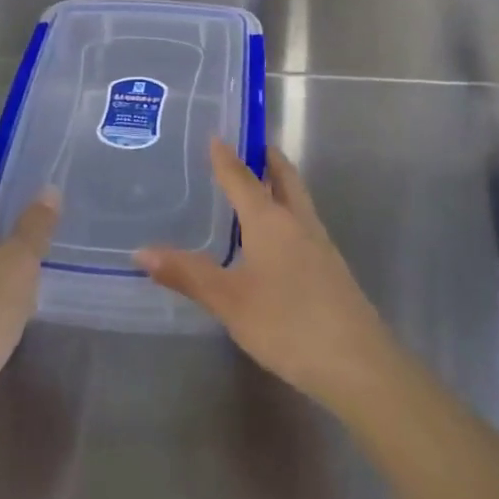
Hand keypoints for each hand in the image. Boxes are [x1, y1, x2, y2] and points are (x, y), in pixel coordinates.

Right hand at [134, 140, 396, 408]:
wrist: (357, 362)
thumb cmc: (287, 323)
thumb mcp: (229, 301)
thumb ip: (187, 274)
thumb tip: (141, 251)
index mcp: (270, 220)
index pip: (243, 178)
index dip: (226, 158)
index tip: (216, 135)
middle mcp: (298, 222)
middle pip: (284, 178)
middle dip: (266, 158)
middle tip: (248, 146)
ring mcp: (320, 245)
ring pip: (298, 200)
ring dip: (279, 185)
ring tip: (257, 187)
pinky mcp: (331, 268)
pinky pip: (304, 225)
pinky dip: (287, 214)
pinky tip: (276, 240)